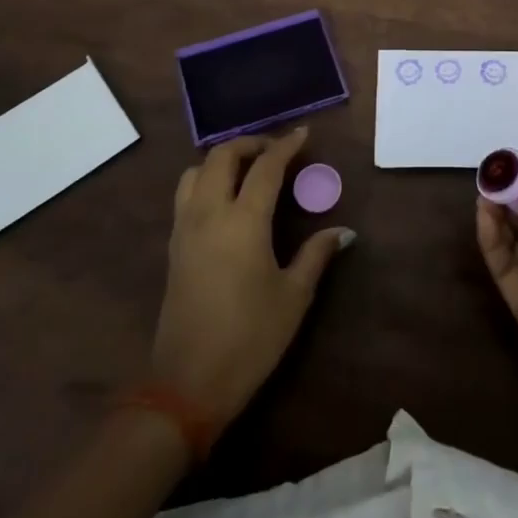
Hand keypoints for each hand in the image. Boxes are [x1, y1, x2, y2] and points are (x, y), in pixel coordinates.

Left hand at [150, 129, 353, 435]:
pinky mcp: (173, 247)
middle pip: (221, 157)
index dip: (285, 146)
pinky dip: (205, 181)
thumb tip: (343, 232)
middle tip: (275, 151)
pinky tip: (226, 201)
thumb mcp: (293, 296)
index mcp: (243, 221)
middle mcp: (208, 214)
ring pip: (194, 172)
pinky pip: (185, 195)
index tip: (302, 133)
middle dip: (249, 144)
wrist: (188, 383)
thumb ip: (316, 255)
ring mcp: (184, 229)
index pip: (265, 168)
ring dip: (221, 160)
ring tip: (247, 170)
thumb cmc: (250, 337)